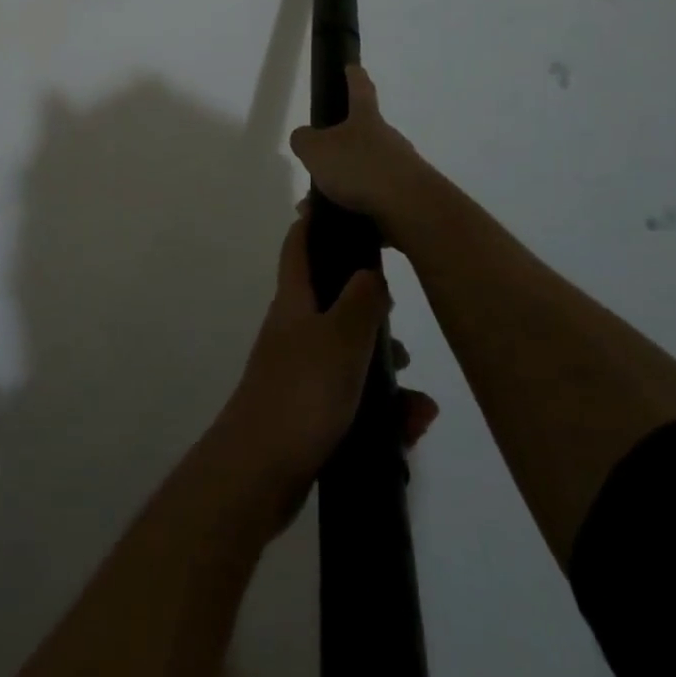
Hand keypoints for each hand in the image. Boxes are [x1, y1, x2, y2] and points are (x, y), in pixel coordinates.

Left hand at [214, 204, 438, 526]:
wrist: (259, 474)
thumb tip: (370, 270)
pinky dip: (382, 410)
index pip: (298, 246)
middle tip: (402, 319)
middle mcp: (294, 330)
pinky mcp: (309, 412)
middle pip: (333, 301)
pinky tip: (410, 428)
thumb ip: (361, 301)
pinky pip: (353, 399)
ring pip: (350, 356)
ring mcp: (300, 372)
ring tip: (416, 398)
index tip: (337, 203)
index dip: (313, 221)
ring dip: (384, 370)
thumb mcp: (340, 340)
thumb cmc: (301, 394)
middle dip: (372, 310)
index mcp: (294, 302)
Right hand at [288, 67, 429, 230]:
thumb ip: (304, 140)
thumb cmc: (360, 168)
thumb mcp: (316, 150)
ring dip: (340, 188)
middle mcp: (387, 140)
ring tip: (315, 208)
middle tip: (314, 167)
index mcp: (366, 120)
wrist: (410, 210)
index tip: (352, 66)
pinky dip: (352, 211)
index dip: (354, 77)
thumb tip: (305, 139)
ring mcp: (400, 170)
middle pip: (360, 137)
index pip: (360, 90)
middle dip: (336, 152)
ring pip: (362, 174)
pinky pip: (372, 201)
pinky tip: (335, 224)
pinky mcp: (406, 200)